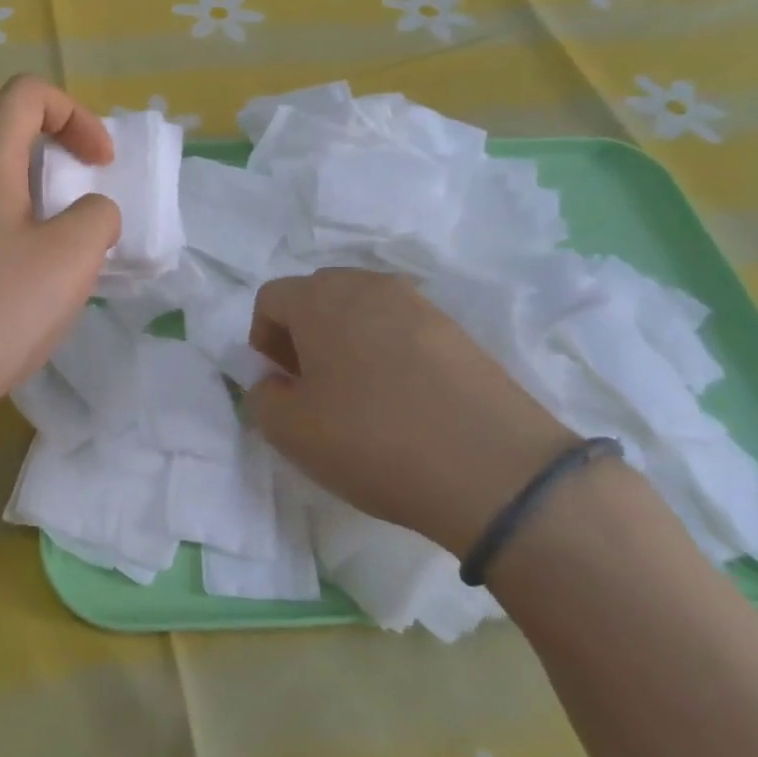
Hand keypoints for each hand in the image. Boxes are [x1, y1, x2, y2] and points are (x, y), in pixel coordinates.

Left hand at [0, 76, 120, 457]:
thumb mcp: (68, 259)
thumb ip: (96, 219)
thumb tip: (88, 214)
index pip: (27, 94)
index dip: (75, 115)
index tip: (101, 166)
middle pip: (8, 144)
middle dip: (60, 171)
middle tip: (85, 224)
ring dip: (37, 217)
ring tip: (58, 272)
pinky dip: (9, 249)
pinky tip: (17, 303)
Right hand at [247, 269, 579, 556]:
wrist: (495, 471)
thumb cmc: (372, 441)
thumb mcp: (289, 431)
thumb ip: (262, 397)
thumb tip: (274, 382)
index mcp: (320, 298)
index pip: (271, 298)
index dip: (263, 340)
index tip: (280, 383)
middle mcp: (367, 285)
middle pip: (317, 295)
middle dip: (303, 334)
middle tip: (312, 385)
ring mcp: (419, 304)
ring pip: (362, 310)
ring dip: (347, 341)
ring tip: (359, 394)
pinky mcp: (458, 331)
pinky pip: (403, 329)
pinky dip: (389, 353)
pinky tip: (403, 400)